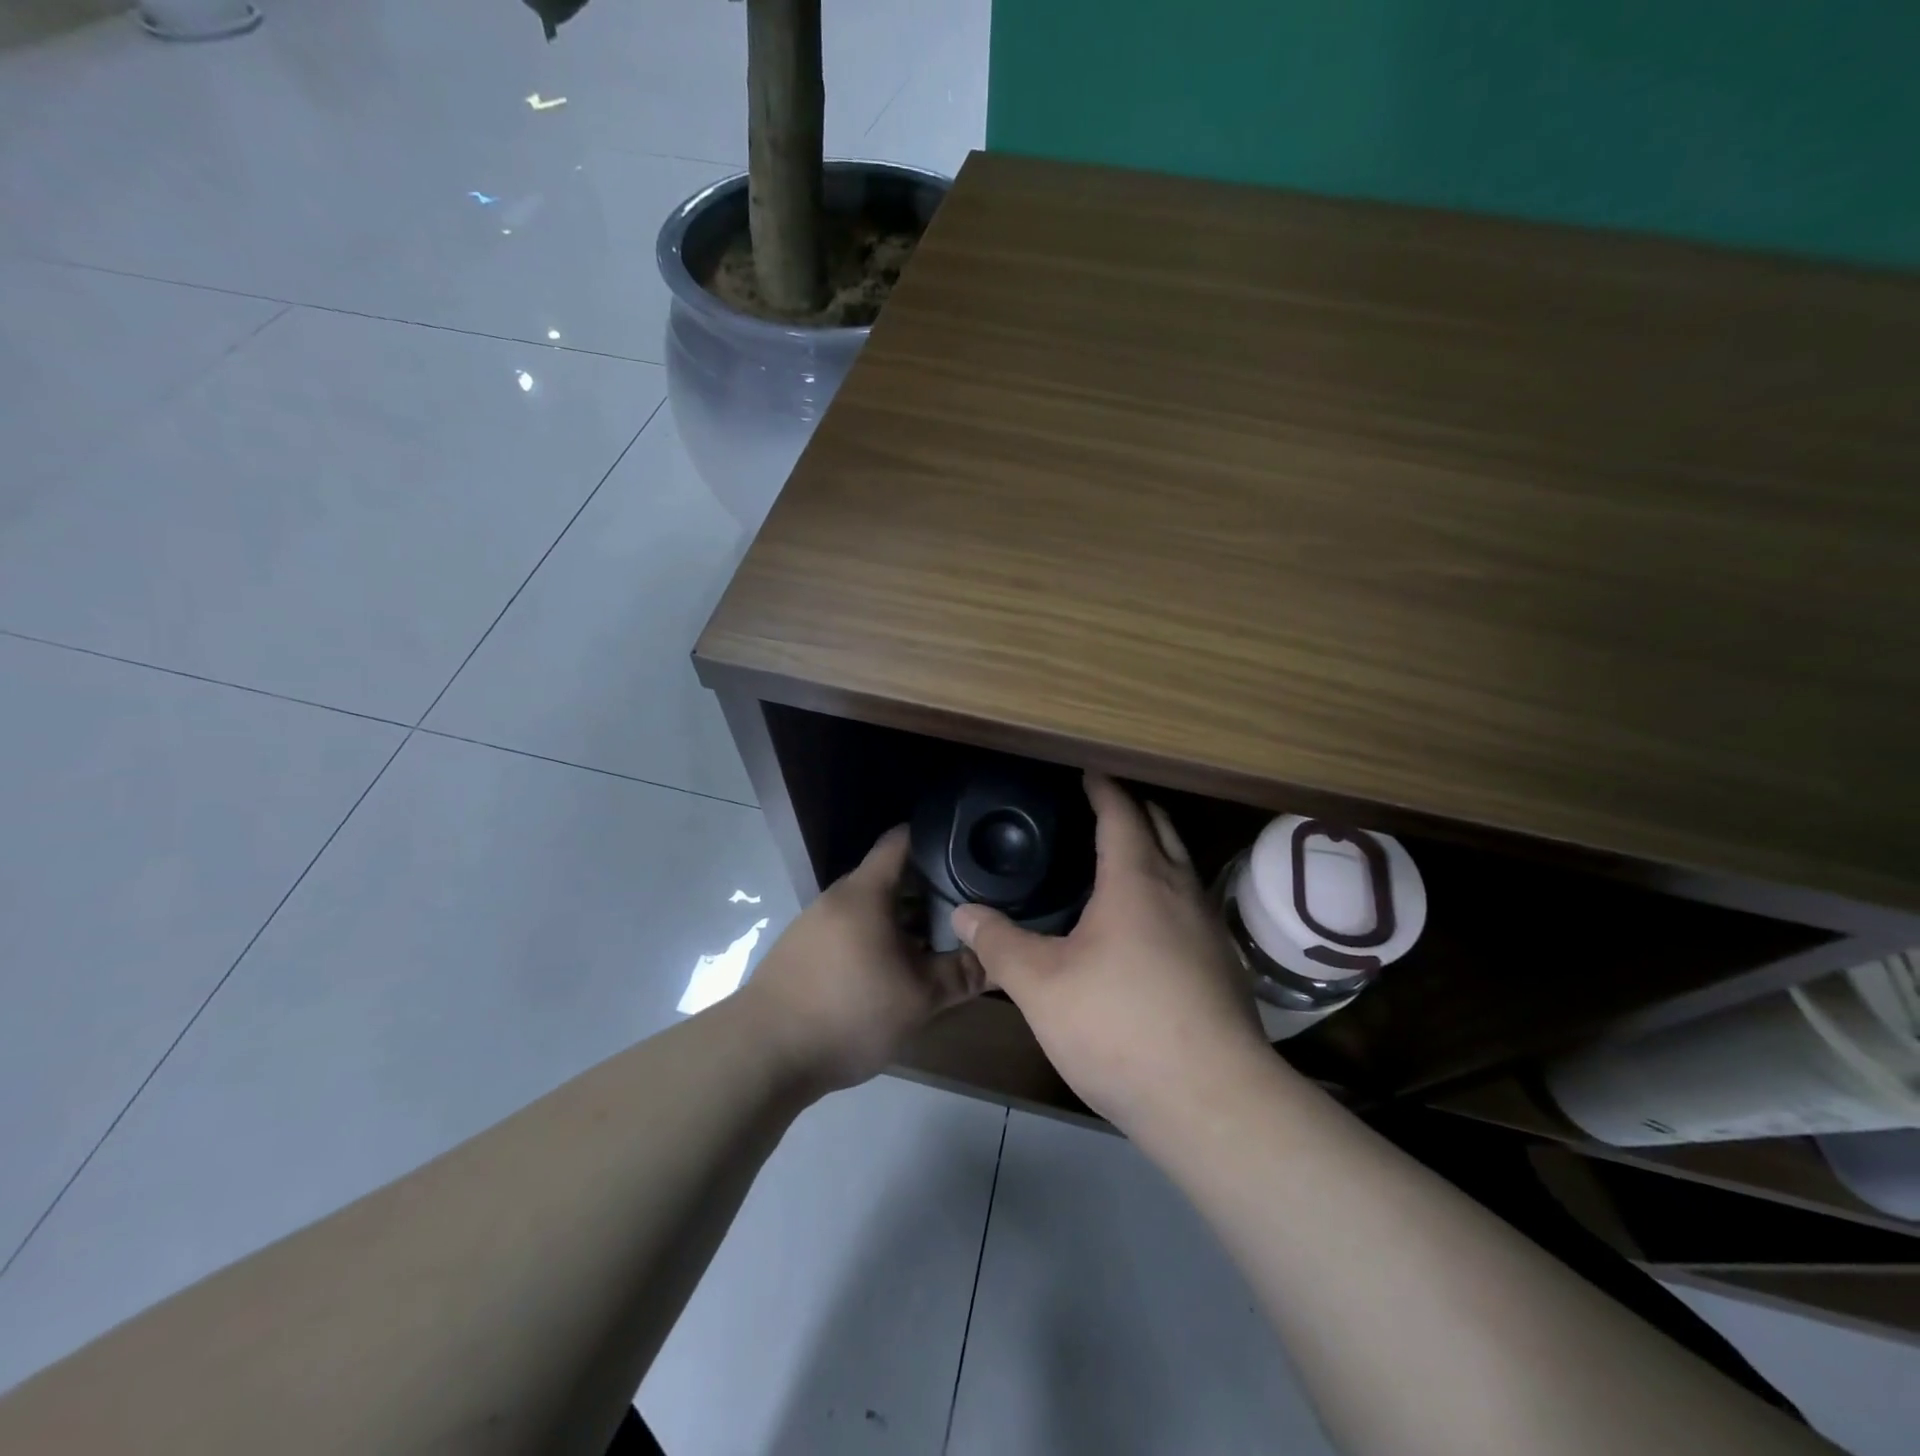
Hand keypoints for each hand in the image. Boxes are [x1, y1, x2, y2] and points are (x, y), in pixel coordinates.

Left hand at [738, 826, 983, 1093]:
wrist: (763, 1054)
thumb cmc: (848, 1011)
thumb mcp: (918, 998)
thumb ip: (962, 975)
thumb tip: (999, 959)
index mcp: (865, 892)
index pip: (902, 841)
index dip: (935, 838)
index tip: (968, 849)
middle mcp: (838, 898)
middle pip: (889, 877)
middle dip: (928, 889)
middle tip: (965, 906)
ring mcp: (816, 924)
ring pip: (870, 908)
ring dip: (902, 919)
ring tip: (937, 941)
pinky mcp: (803, 951)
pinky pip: (851, 930)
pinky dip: (877, 939)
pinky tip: (894, 970)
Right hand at [951, 773, 1270, 1135]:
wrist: (1211, 1100)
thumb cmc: (1119, 1028)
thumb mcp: (1041, 986)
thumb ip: (998, 944)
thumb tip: (963, 913)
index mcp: (1137, 880)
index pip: (1121, 812)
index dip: (1102, 787)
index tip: (1086, 771)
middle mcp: (1180, 890)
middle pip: (1161, 827)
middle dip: (1133, 808)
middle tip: (1099, 806)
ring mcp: (1209, 927)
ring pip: (1182, 866)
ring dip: (1154, 849)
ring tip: (1118, 859)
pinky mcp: (1222, 963)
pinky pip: (1190, 903)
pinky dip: (1166, 889)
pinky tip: (1146, 924)